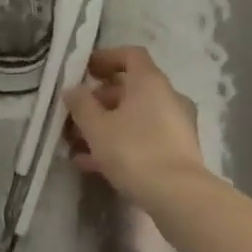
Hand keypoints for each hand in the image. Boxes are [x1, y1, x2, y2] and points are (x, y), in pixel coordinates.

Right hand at [63, 46, 207, 206]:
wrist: (179, 197)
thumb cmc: (134, 151)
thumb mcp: (97, 127)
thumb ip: (81, 104)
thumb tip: (73, 89)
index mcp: (150, 81)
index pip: (130, 55)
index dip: (106, 58)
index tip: (85, 71)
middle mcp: (167, 97)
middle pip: (130, 88)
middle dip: (99, 101)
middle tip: (75, 116)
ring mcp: (176, 125)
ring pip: (135, 117)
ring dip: (106, 126)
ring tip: (77, 145)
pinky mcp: (178, 151)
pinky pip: (144, 138)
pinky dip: (121, 143)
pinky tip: (93, 164)